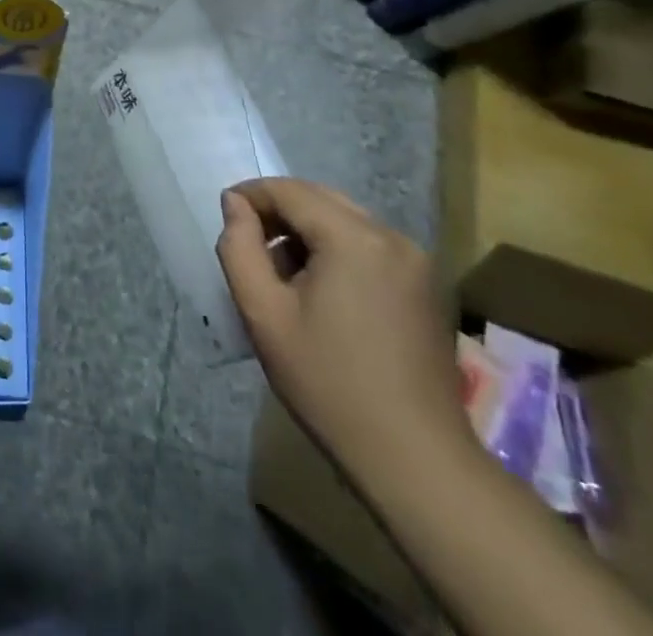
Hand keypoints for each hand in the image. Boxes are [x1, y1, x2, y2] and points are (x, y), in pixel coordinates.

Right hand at [217, 178, 471, 481]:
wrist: (415, 461)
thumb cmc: (329, 384)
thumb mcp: (263, 313)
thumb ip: (239, 247)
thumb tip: (235, 203)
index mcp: (354, 238)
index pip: (289, 191)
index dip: (251, 196)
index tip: (227, 218)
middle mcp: (391, 236)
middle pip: (320, 198)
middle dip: (279, 212)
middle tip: (250, 246)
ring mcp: (416, 261)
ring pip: (345, 220)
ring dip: (308, 232)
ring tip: (283, 275)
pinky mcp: (426, 286)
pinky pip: (369, 245)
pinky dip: (337, 250)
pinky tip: (322, 292)